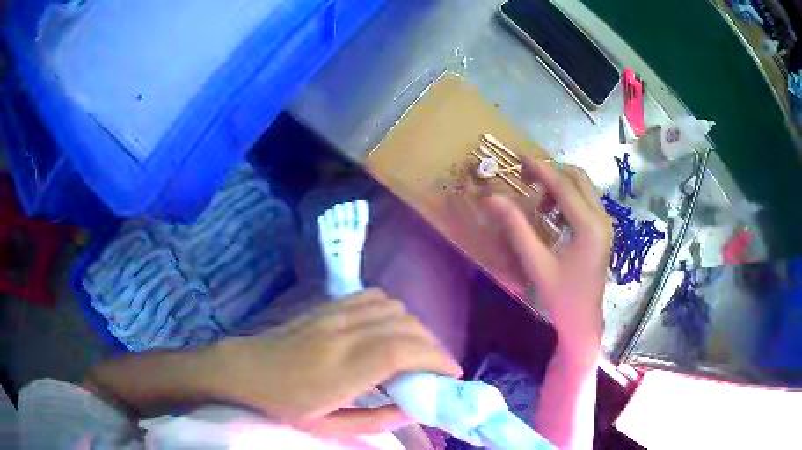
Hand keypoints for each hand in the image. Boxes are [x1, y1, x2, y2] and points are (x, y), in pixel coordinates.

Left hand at [213, 289, 461, 436]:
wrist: (244, 369)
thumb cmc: (284, 404)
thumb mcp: (328, 426)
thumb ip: (375, 420)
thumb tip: (412, 408)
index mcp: (342, 370)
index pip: (402, 351)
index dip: (436, 358)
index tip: (451, 373)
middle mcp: (342, 335)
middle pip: (405, 325)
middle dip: (433, 345)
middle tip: (437, 368)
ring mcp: (334, 315)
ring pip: (393, 308)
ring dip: (415, 328)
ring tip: (416, 350)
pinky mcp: (328, 306)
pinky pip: (373, 297)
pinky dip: (393, 310)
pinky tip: (390, 328)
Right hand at [485, 158, 611, 364]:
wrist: (583, 320)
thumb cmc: (561, 296)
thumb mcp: (536, 263)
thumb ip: (516, 227)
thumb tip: (493, 198)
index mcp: (589, 226)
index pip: (564, 185)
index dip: (540, 168)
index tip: (519, 155)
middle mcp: (602, 218)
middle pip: (578, 178)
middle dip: (551, 172)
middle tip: (525, 177)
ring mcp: (605, 223)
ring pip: (583, 187)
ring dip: (559, 185)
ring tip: (537, 200)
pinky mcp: (602, 230)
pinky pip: (585, 201)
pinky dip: (567, 197)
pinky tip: (551, 215)